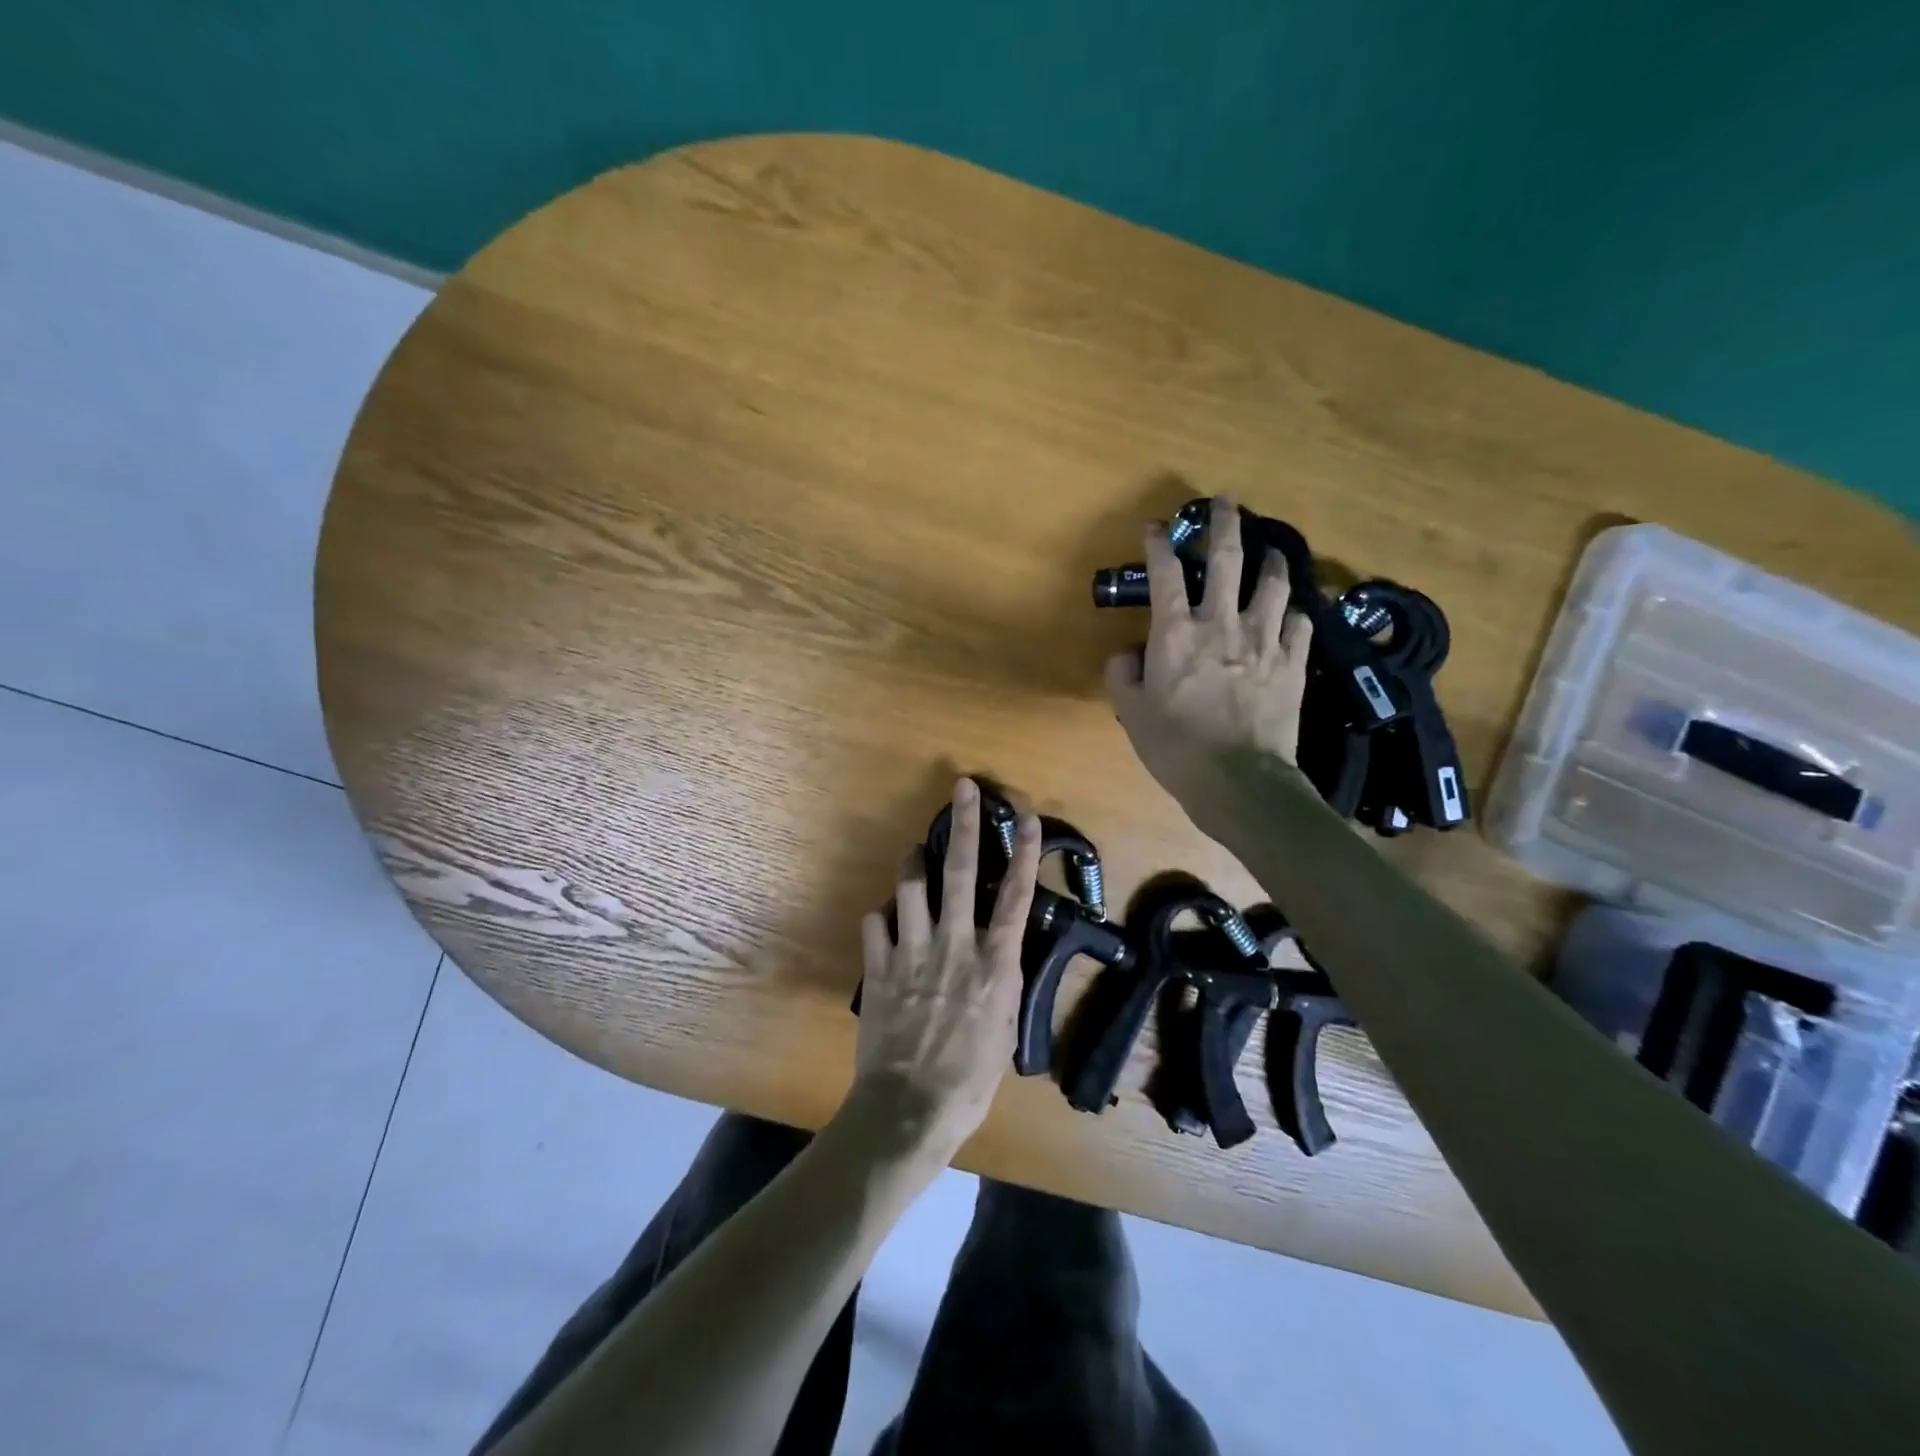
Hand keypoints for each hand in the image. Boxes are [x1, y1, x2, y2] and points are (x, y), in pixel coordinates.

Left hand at [847, 778, 1041, 1159]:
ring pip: (910, 886)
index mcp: (995, 965)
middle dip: (964, 825)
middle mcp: (955, 946)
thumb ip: (1001, 985)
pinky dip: (883, 918)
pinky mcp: (877, 967)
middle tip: (962, 788)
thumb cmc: (968, 1081)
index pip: (1017, 897)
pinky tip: (886, 925)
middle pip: (962, 872)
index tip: (1028, 818)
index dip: (1026, 854)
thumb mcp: (1004, 1031)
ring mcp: (912, 952)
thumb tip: (999, 959)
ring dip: (914, 864)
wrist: (908, 1110)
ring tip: (916, 856)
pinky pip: (875, 923)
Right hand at [1104, 494, 1313, 830]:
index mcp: (1176, 633)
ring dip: (1271, 560)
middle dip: (1224, 524)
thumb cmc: (1176, 747)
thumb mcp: (1131, 713)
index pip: (1165, 574)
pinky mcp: (1293, 662)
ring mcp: (1263, 639)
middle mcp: (1221, 623)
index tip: (1156, 527)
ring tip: (1271, 548)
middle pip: (1226, 559)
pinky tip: (1297, 609)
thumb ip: (1123, 675)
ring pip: (1273, 584)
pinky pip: (1300, 623)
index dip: (1159, 544)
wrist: (1238, 779)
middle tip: (1226, 501)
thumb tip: (1127, 652)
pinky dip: (1297, 611)